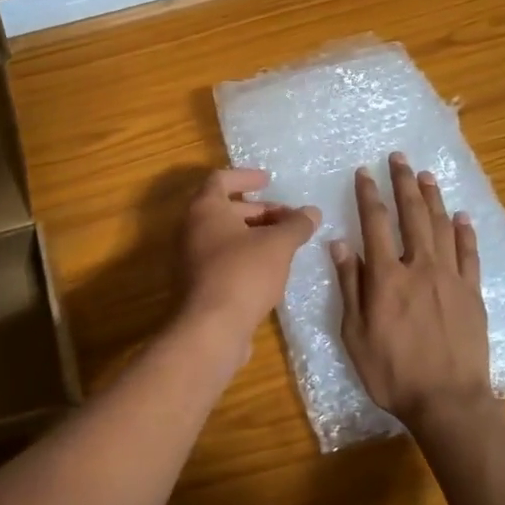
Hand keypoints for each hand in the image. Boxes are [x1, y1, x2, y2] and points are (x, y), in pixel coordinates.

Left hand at [181, 168, 319, 341]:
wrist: (211, 329)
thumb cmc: (243, 273)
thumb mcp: (278, 245)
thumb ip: (296, 225)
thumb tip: (312, 212)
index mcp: (205, 209)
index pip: (221, 179)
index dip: (246, 176)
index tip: (269, 180)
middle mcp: (192, 229)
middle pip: (225, 209)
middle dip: (259, 210)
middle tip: (288, 218)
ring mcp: (192, 258)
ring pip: (226, 236)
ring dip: (255, 235)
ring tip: (285, 243)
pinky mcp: (199, 284)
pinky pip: (224, 259)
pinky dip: (246, 256)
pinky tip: (272, 269)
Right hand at [331, 153, 490, 431]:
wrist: (448, 400)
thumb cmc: (392, 372)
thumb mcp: (355, 333)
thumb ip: (350, 286)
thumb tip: (340, 244)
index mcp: (387, 277)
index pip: (375, 224)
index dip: (369, 195)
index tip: (365, 172)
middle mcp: (420, 267)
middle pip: (412, 215)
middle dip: (404, 183)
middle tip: (399, 158)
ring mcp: (451, 278)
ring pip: (442, 227)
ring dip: (433, 198)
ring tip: (426, 176)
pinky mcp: (472, 293)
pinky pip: (470, 254)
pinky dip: (465, 232)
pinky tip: (462, 216)